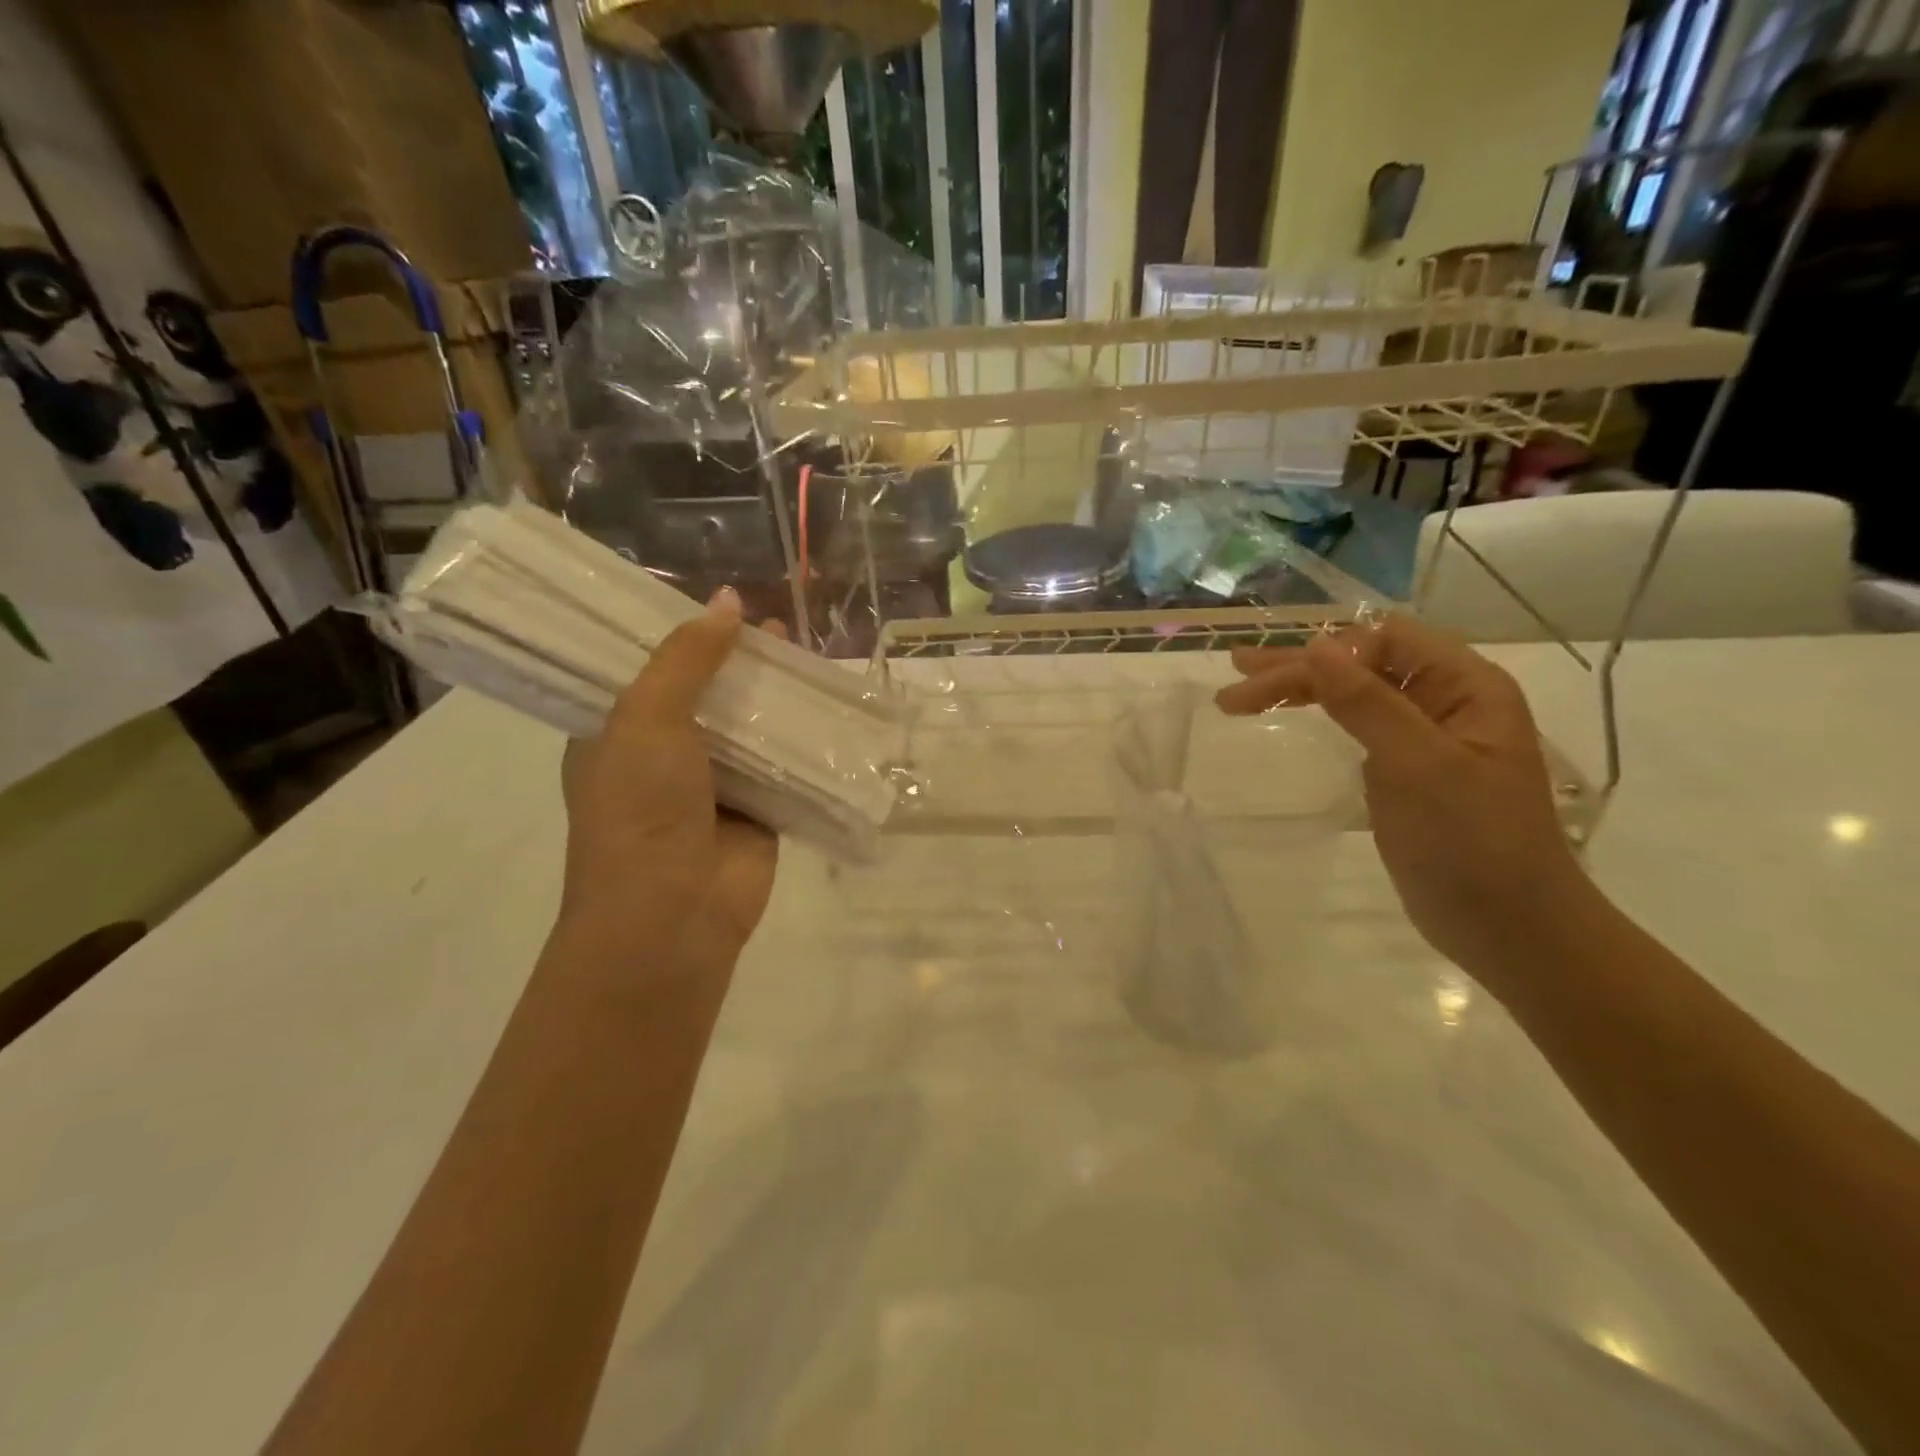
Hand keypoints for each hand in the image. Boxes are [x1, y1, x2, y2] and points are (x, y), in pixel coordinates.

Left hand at [556, 589, 778, 977]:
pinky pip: (784, 762)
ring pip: (749, 725)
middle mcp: (664, 755)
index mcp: (618, 732)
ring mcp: (715, 784)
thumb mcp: (648, 719)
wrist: (673, 914)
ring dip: (774, 694)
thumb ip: (687, 659)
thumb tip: (729, 601)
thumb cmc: (641, 809)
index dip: (683, 635)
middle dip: (738, 660)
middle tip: (773, 620)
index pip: (650, 668)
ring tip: (805, 647)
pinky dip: (803, 736)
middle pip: (706, 692)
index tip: (717, 602)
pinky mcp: (759, 808)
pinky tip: (828, 701)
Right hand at [1217, 614, 1588, 980]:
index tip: (1269, 682)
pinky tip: (1288, 718)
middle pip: (1361, 663)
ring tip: (1239, 698)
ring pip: (1352, 693)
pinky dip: (1317, 716)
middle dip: (1296, 668)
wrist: (1509, 927)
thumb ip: (1368, 703)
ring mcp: (1423, 735)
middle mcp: (1445, 700)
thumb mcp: (1419, 766)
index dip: (1325, 652)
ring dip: (1298, 689)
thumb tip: (1315, 646)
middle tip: (1234, 679)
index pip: (1384, 641)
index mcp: (1465, 686)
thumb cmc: (1472, 843)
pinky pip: (1355, 725)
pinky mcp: (1405, 769)